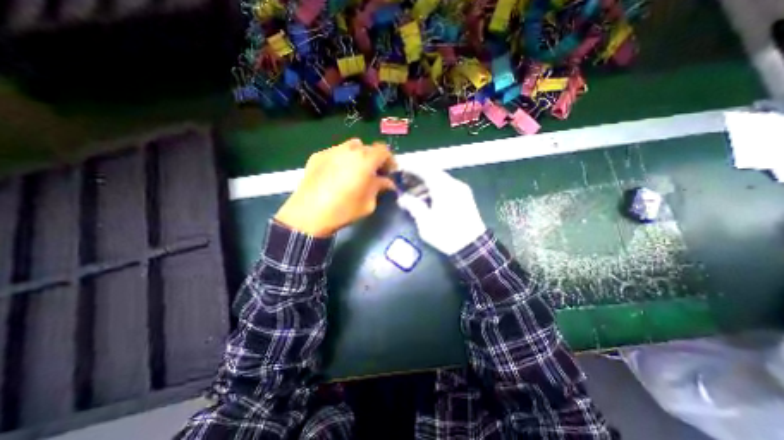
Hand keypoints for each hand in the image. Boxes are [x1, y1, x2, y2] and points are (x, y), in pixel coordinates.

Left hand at [274, 139, 398, 236]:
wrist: (309, 214)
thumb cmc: (344, 210)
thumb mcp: (369, 203)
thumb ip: (379, 187)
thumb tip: (386, 182)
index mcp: (365, 160)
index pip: (383, 150)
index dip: (389, 160)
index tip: (389, 172)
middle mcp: (349, 150)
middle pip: (367, 148)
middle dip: (374, 159)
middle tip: (373, 173)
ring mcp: (331, 151)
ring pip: (350, 147)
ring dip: (357, 156)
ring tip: (355, 171)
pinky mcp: (317, 156)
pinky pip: (335, 153)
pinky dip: (341, 159)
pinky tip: (336, 174)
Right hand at [399, 166, 484, 253]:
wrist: (472, 246)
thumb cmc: (446, 233)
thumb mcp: (425, 221)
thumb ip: (412, 205)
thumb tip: (402, 198)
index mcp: (444, 187)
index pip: (425, 170)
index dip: (411, 168)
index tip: (400, 169)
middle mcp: (454, 184)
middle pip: (433, 174)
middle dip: (417, 178)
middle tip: (404, 184)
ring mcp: (461, 190)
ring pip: (440, 182)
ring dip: (425, 186)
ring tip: (413, 196)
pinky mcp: (465, 198)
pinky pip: (446, 188)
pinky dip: (434, 191)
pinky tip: (426, 202)